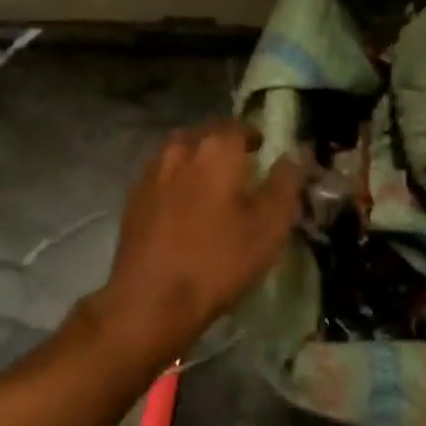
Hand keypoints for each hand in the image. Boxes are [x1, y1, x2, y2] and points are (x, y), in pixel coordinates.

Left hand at [92, 120, 303, 363]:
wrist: (151, 299)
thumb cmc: (218, 261)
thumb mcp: (268, 227)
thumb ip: (284, 185)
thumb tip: (292, 156)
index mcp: (216, 149)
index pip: (238, 126)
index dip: (253, 136)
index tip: (263, 152)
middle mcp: (180, 150)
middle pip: (205, 135)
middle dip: (223, 146)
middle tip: (240, 171)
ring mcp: (151, 173)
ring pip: (179, 153)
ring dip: (197, 162)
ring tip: (211, 188)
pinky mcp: (133, 199)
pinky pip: (161, 177)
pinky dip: (176, 183)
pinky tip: (183, 209)